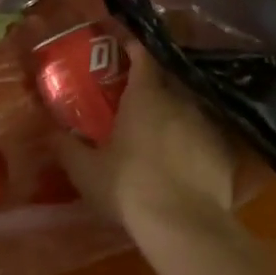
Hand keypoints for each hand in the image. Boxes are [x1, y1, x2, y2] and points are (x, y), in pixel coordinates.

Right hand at [56, 51, 240, 239]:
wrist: (184, 226)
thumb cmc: (128, 188)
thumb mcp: (85, 171)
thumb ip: (66, 147)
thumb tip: (49, 132)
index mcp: (145, 95)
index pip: (142, 55)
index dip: (132, 48)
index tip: (122, 48)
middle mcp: (180, 100)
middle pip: (168, 79)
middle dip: (153, 84)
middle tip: (136, 97)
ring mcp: (208, 125)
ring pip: (190, 107)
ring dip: (176, 114)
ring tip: (162, 130)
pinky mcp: (226, 152)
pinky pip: (207, 137)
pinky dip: (195, 142)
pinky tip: (186, 160)